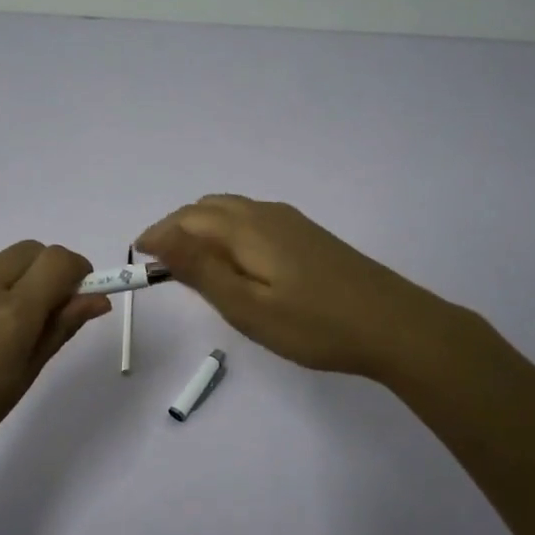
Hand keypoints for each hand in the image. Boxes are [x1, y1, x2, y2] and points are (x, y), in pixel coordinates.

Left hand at [0, 241, 110, 482]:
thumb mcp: (23, 377)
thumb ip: (59, 329)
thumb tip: (95, 301)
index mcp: (11, 313)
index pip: (59, 261)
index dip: (79, 272)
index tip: (81, 297)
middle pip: (32, 250)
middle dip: (51, 269)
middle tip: (51, 310)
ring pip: (2, 259)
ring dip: (21, 275)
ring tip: (12, 324)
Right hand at [137, 195, 455, 380]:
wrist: (395, 326)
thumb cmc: (315, 324)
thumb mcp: (248, 306)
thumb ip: (200, 269)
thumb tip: (157, 236)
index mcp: (247, 228)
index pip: (186, 219)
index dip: (158, 235)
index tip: (139, 261)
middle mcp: (265, 214)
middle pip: (207, 208)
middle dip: (176, 229)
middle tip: (161, 266)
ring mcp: (290, 222)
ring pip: (231, 211)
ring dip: (202, 229)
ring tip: (191, 265)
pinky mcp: (307, 235)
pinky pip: (252, 220)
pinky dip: (227, 232)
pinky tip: (236, 263)